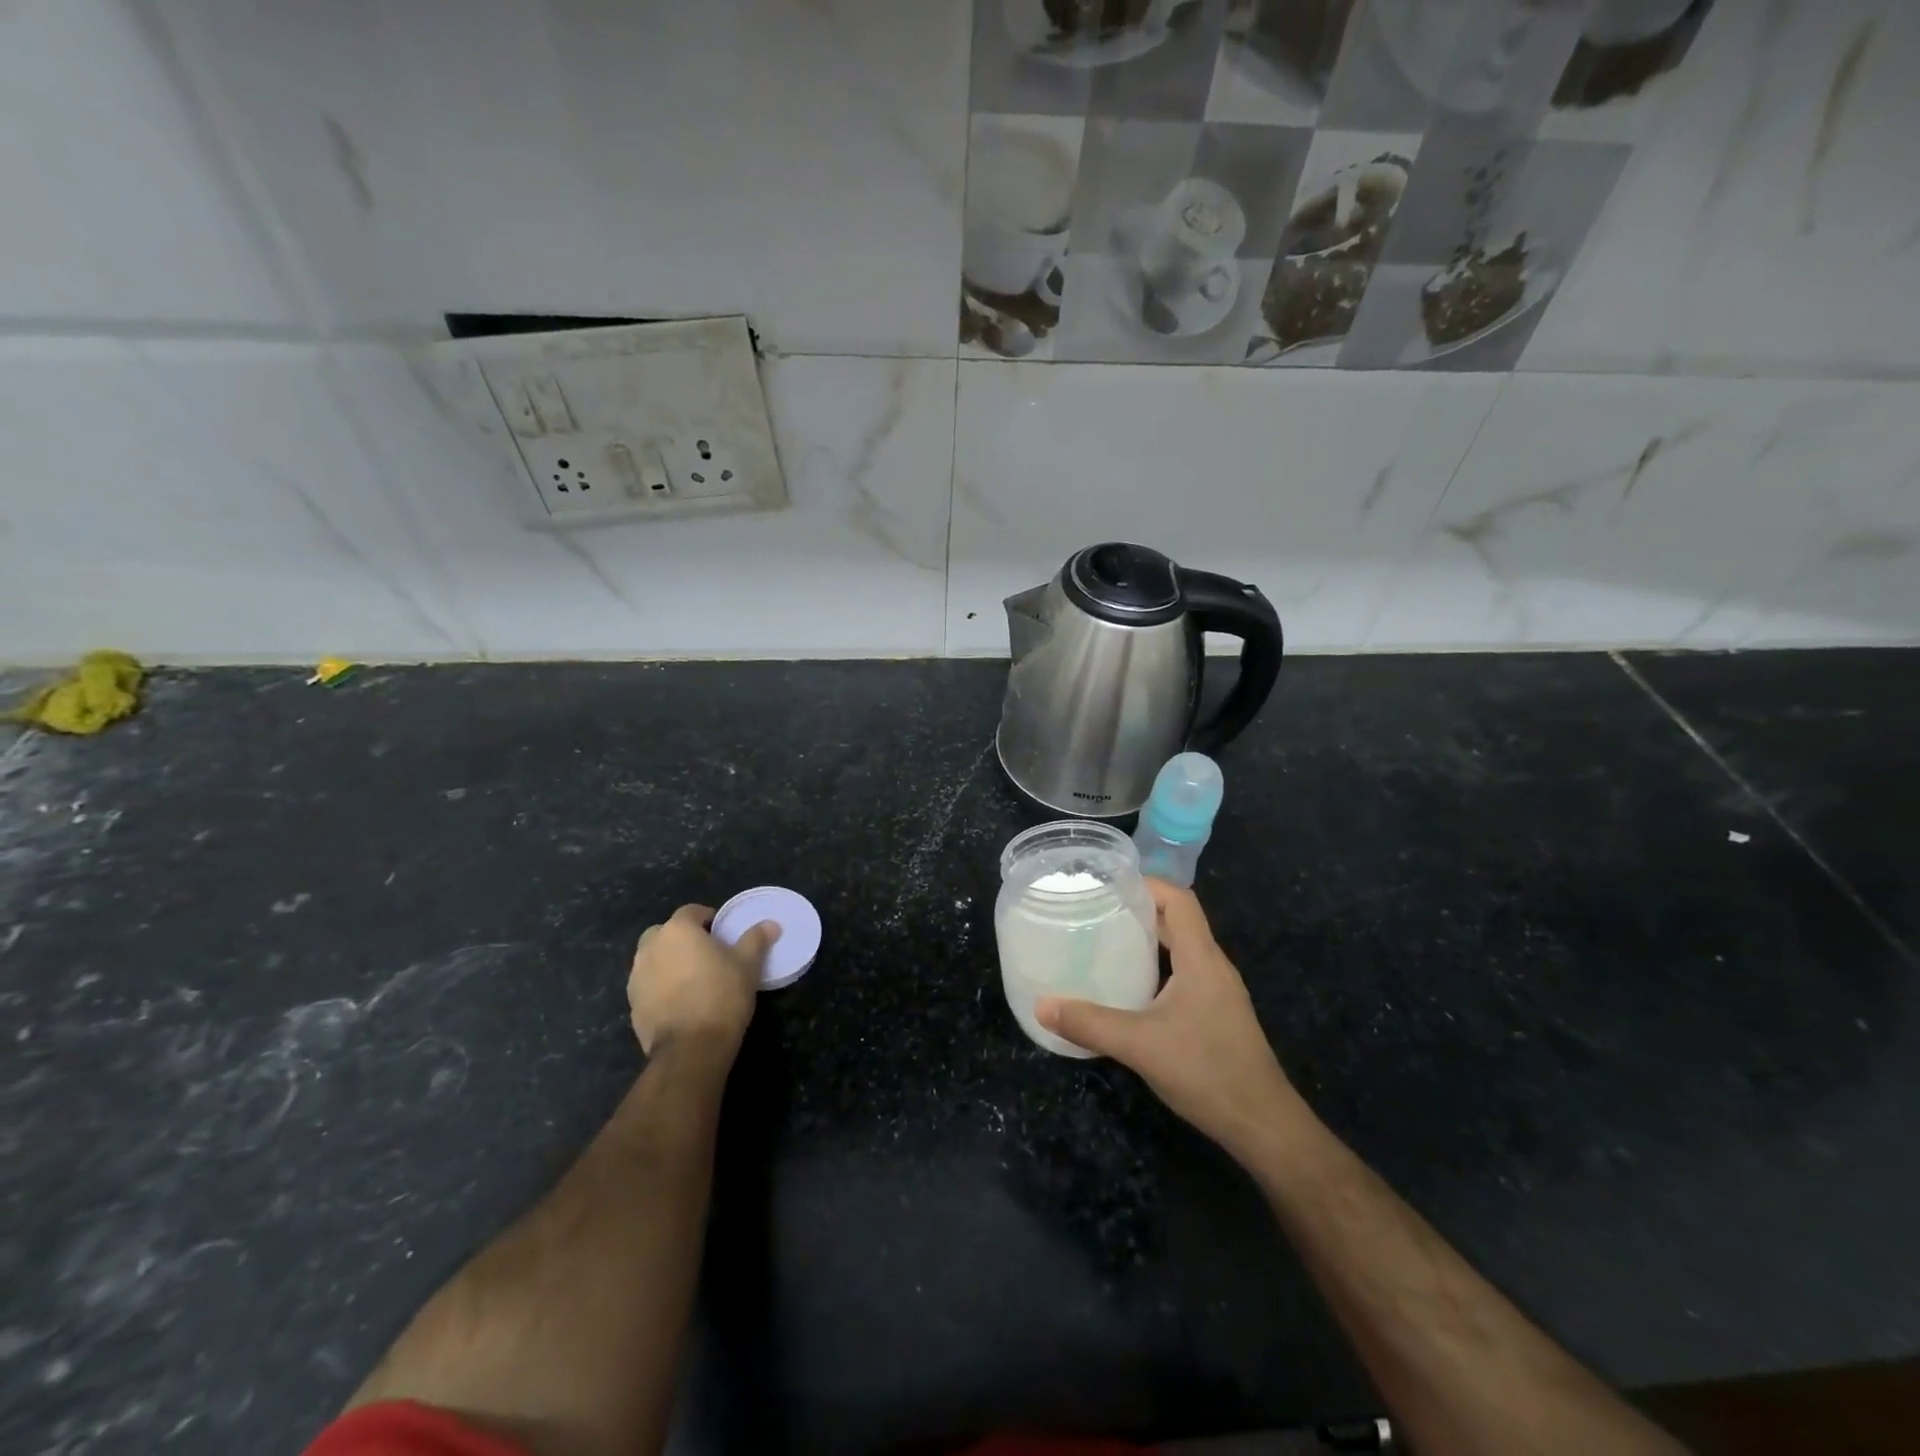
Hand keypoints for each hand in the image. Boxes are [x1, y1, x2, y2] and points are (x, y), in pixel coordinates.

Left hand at [627, 904, 779, 1062]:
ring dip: (668, 962)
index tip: (722, 933)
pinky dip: (661, 987)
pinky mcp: (632, 1005)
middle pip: (665, 933)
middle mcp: (650, 948)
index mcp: (677, 931)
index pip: (691, 911)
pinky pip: (648, 986)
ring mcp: (637, 977)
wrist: (691, 1048)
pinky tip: (680, 1002)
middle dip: (682, 939)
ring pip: (653, 959)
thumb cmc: (721, 995)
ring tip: (693, 979)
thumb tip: (771, 924)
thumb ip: (756, 939)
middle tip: (705, 954)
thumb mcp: (748, 964)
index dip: (707, 918)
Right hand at [1037, 880, 1298, 1159]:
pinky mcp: (1217, 1013)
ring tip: (1106, 939)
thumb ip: (1089, 1023)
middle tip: (1096, 908)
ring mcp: (1218, 991)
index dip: (1148, 883)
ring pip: (1182, 948)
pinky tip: (1131, 985)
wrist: (1263, 1124)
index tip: (1108, 883)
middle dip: (1140, 908)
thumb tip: (1042, 1006)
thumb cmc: (1206, 1071)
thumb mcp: (1140, 1045)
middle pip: (1179, 920)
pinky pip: (1184, 973)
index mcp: (1201, 958)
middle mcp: (1213, 966)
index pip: (1180, 900)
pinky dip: (1158, 966)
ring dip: (1149, 938)